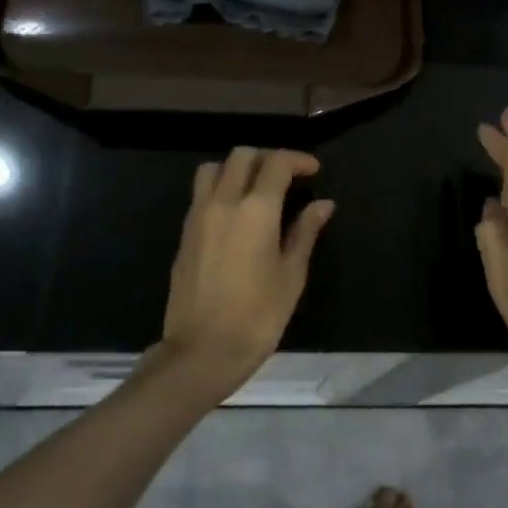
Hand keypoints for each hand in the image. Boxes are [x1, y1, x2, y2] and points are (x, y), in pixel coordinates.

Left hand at [158, 147, 334, 398]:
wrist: (201, 351)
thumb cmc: (257, 316)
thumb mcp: (291, 275)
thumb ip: (305, 232)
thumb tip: (323, 205)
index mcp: (255, 210)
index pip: (276, 163)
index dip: (297, 159)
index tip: (313, 170)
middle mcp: (223, 202)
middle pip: (242, 156)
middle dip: (267, 158)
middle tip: (287, 176)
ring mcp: (198, 216)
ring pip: (214, 168)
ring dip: (237, 168)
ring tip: (256, 188)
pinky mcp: (184, 233)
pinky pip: (201, 193)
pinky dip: (220, 187)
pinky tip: (236, 213)